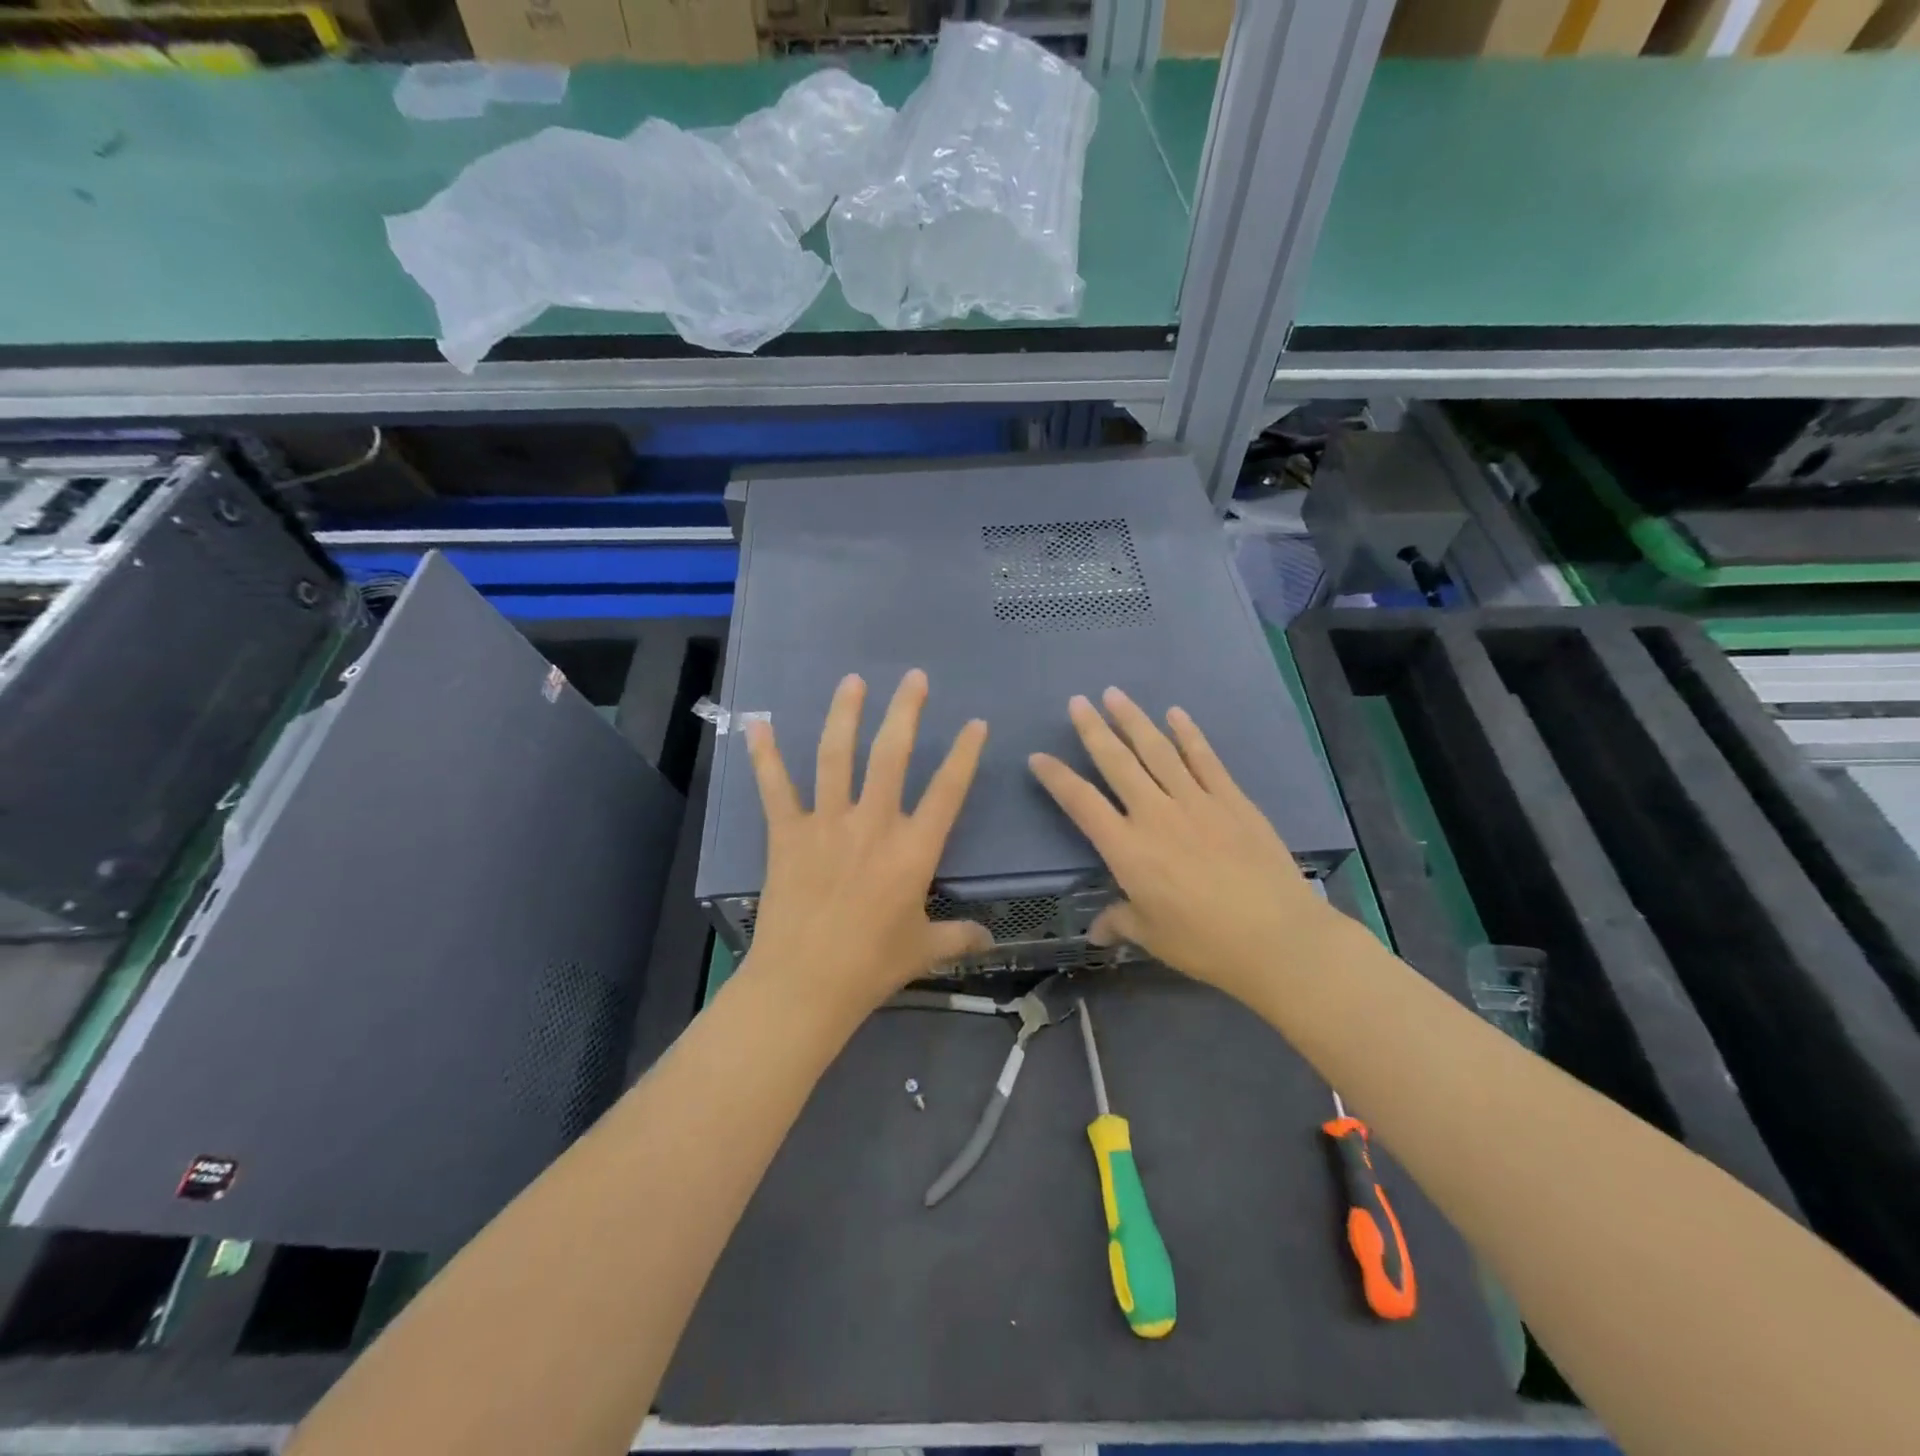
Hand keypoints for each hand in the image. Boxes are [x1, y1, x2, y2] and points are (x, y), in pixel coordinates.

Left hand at [742, 669, 992, 1013]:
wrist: (805, 985)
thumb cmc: (871, 966)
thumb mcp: (924, 950)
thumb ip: (959, 938)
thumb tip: (990, 939)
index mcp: (913, 850)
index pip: (947, 790)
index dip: (964, 754)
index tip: (975, 723)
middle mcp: (873, 824)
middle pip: (892, 755)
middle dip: (905, 711)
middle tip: (914, 678)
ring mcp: (827, 824)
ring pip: (837, 756)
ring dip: (845, 715)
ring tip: (852, 681)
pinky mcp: (788, 834)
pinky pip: (775, 787)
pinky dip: (765, 755)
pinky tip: (758, 723)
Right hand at [1028, 688, 1338, 1001]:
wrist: (1278, 937)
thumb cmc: (1205, 942)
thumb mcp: (1153, 936)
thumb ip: (1120, 922)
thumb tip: (1095, 933)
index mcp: (1127, 849)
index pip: (1081, 803)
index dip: (1056, 778)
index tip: (1038, 756)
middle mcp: (1155, 814)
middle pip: (1117, 763)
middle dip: (1093, 730)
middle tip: (1078, 701)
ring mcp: (1196, 802)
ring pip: (1157, 751)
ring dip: (1134, 720)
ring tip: (1115, 694)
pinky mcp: (1231, 800)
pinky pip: (1205, 759)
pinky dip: (1188, 734)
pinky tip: (1176, 713)